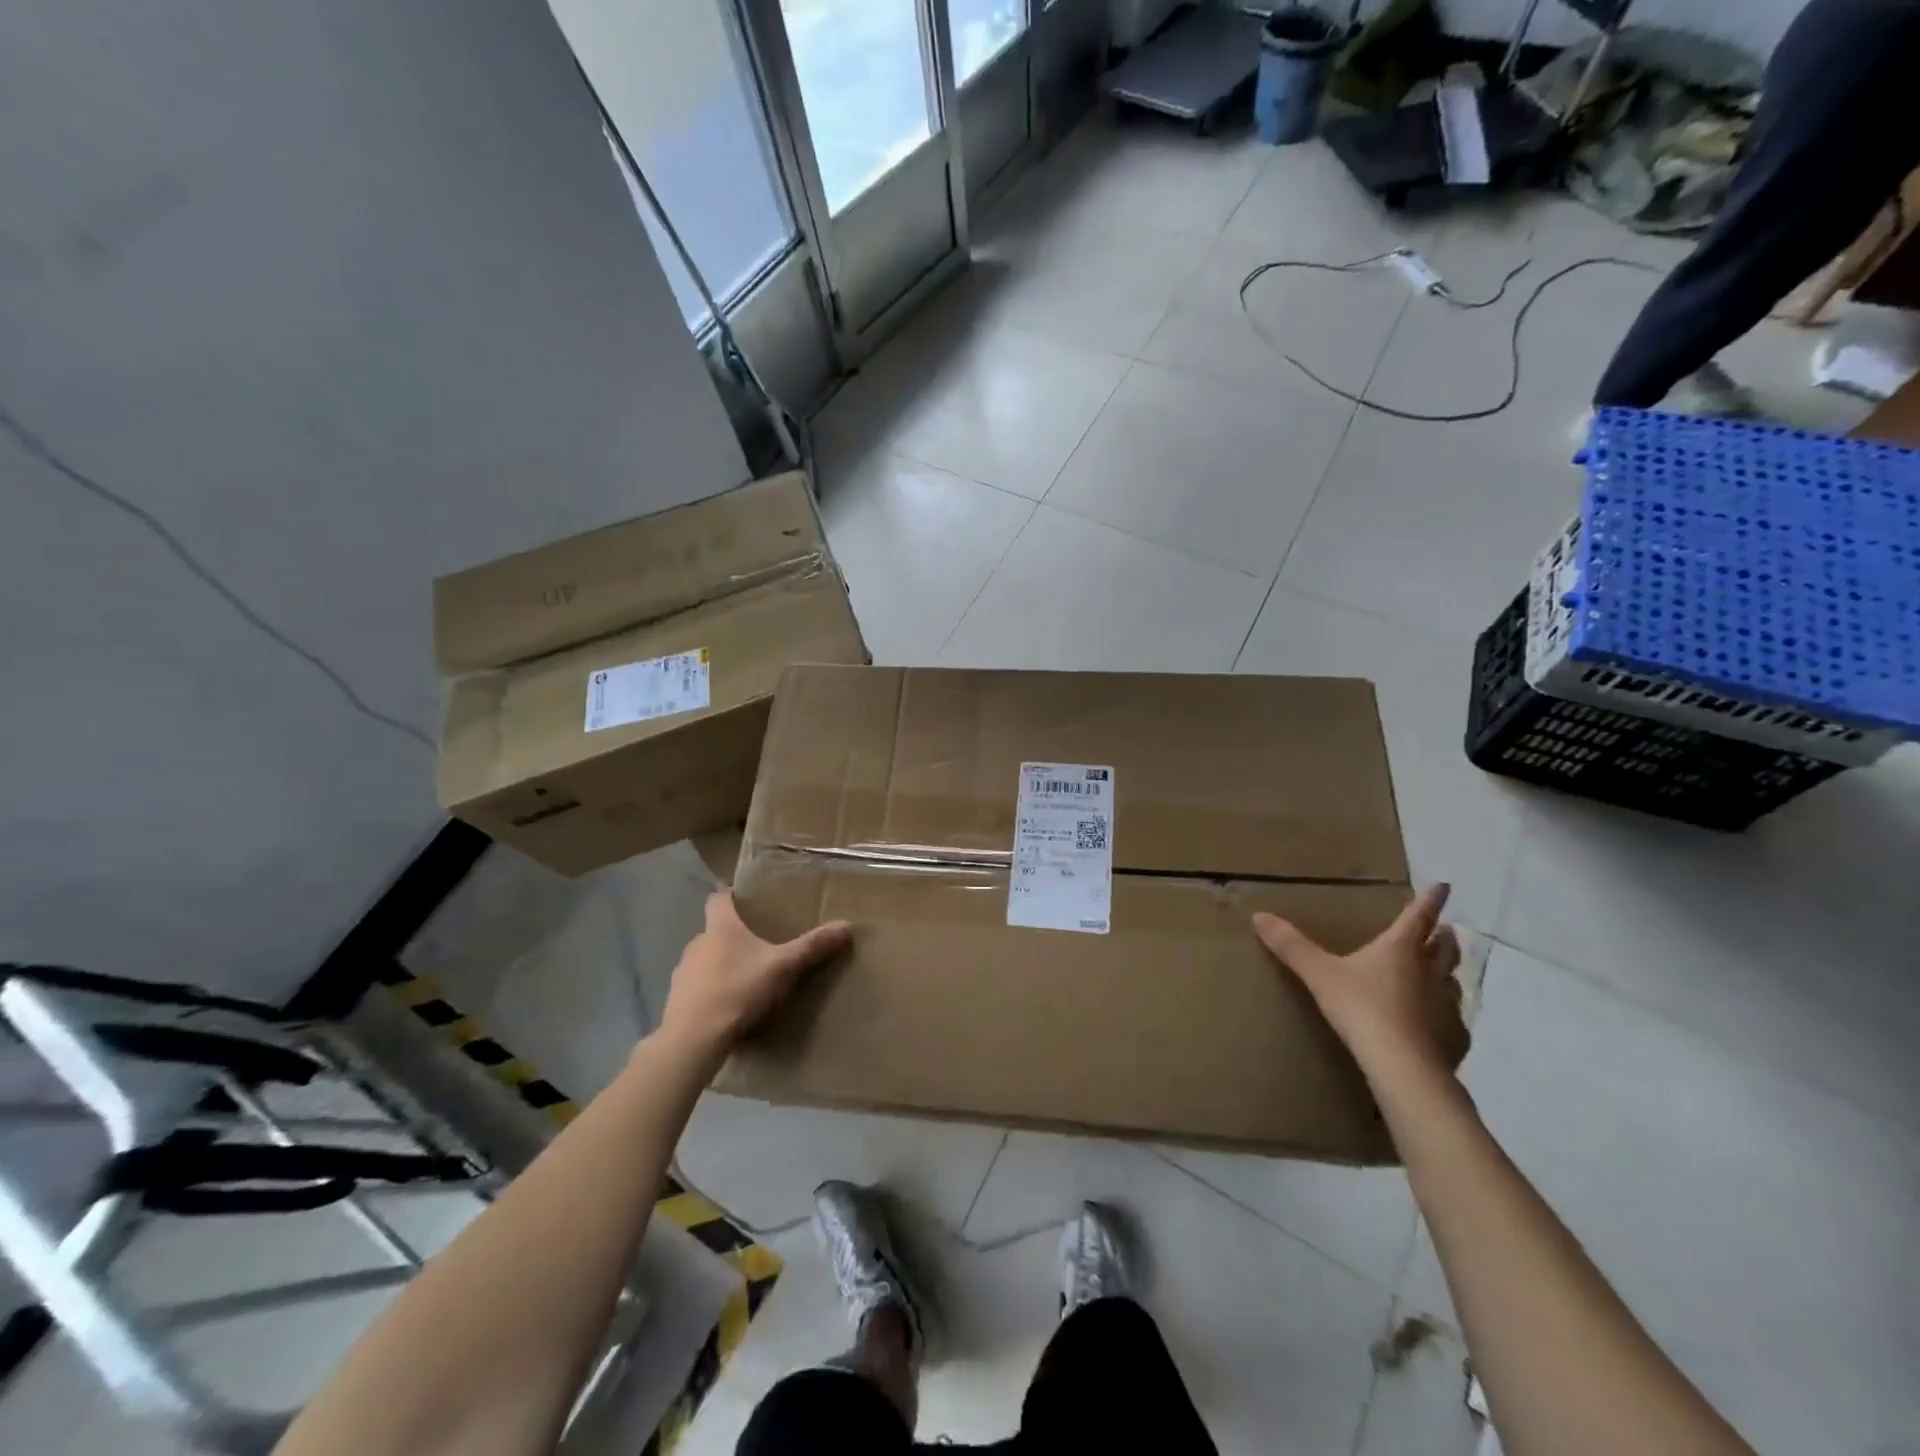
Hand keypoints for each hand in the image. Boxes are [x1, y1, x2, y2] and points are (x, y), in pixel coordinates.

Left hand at [659, 893, 851, 1059]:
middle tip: (758, 946)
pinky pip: (696, 987)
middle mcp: (697, 943)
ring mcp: (682, 972)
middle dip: (733, 936)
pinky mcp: (676, 999)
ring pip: (704, 960)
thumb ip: (812, 946)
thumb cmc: (739, 990)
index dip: (730, 896)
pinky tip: (726, 1007)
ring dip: (720, 965)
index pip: (718, 898)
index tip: (744, 900)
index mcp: (721, 928)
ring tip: (744, 979)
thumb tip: (846, 925)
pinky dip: (709, 991)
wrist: (694, 1038)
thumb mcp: (784, 967)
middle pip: (714, 931)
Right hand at [1253, 883, 1466, 1087]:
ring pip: (1452, 981)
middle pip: (1445, 947)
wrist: (1402, 1066)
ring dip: (1446, 973)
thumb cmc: (1361, 1008)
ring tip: (1438, 974)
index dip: (1431, 899)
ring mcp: (1447, 1005)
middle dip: (1444, 936)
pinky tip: (1435, 1024)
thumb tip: (1259, 916)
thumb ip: (1292, 946)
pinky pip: (1453, 1019)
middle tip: (1444, 929)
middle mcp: (1430, 971)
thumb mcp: (1319, 974)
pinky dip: (1446, 1014)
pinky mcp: (1454, 1037)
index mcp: (1400, 949)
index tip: (1444, 885)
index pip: (1419, 916)